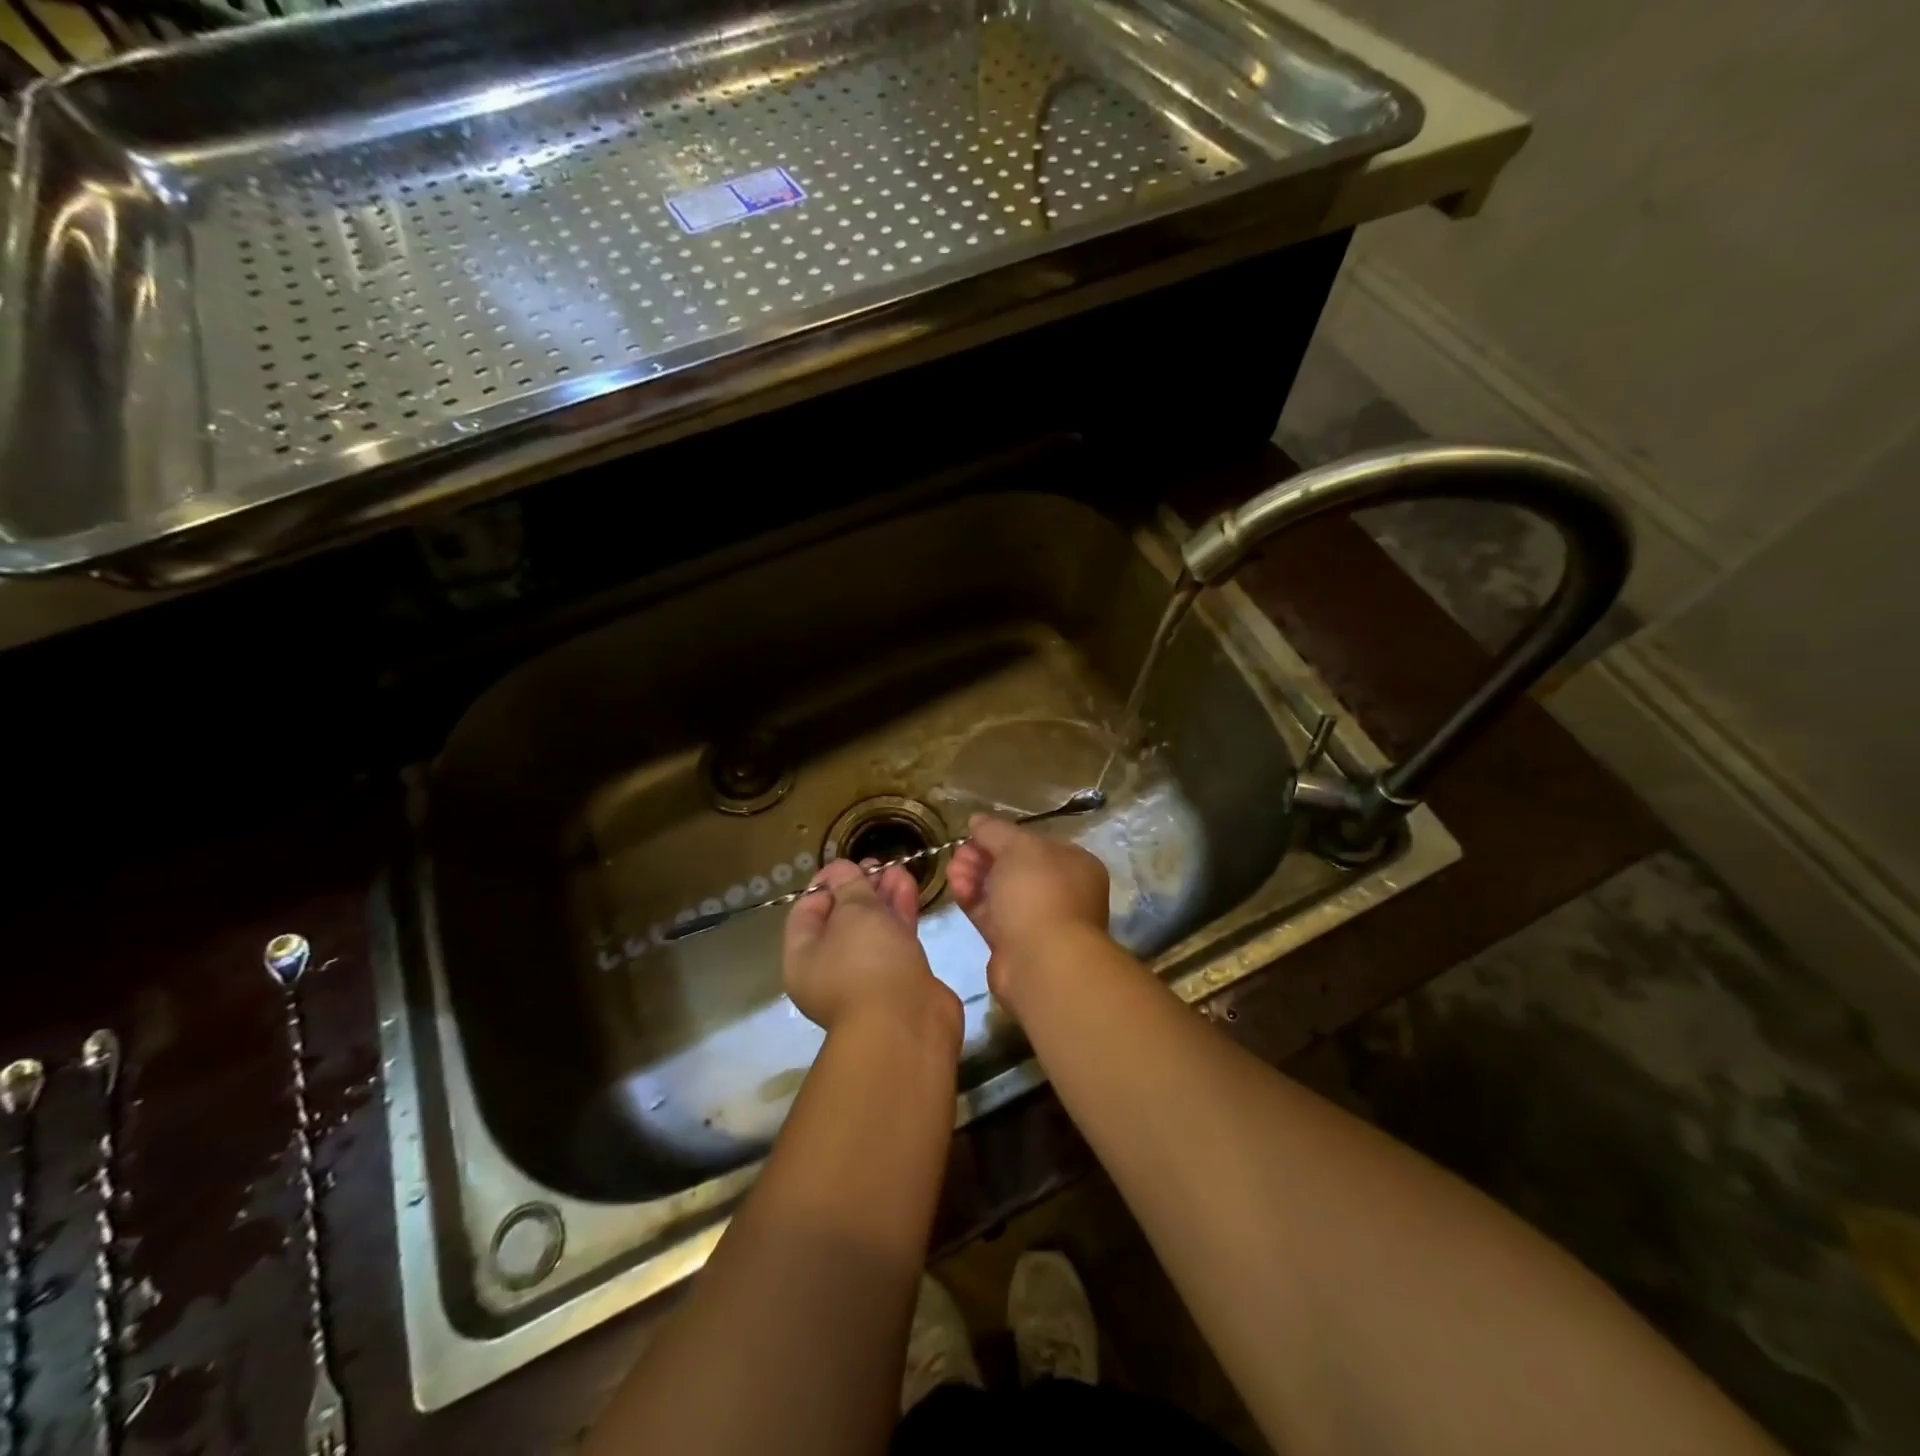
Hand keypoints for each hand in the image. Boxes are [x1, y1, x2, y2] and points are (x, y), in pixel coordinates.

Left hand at [783, 859, 961, 1046]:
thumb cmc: (866, 963)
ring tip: (898, 868)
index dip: (827, 882)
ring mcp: (867, 975)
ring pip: (873, 927)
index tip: (849, 863)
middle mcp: (830, 968)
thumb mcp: (853, 913)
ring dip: (884, 897)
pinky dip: (900, 913)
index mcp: (803, 957)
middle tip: (878, 864)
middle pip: (843, 918)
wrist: (906, 1024)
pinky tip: (909, 886)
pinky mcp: (898, 978)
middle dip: (861, 888)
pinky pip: (895, 939)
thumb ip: (849, 885)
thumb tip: (840, 869)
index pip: (807, 911)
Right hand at [947, 816, 1110, 1005]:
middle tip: (959, 852)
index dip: (1003, 836)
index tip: (975, 834)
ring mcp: (1037, 920)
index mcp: (1074, 865)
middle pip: (1014, 867)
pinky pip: (990, 915)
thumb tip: (977, 820)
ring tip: (952, 868)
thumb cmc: (1039, 892)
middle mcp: (1060, 892)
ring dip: (974, 876)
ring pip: (999, 892)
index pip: (1034, 844)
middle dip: (983, 856)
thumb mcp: (1017, 847)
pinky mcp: (1013, 944)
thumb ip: (995, 831)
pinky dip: (973, 899)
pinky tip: (955, 886)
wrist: (1042, 961)